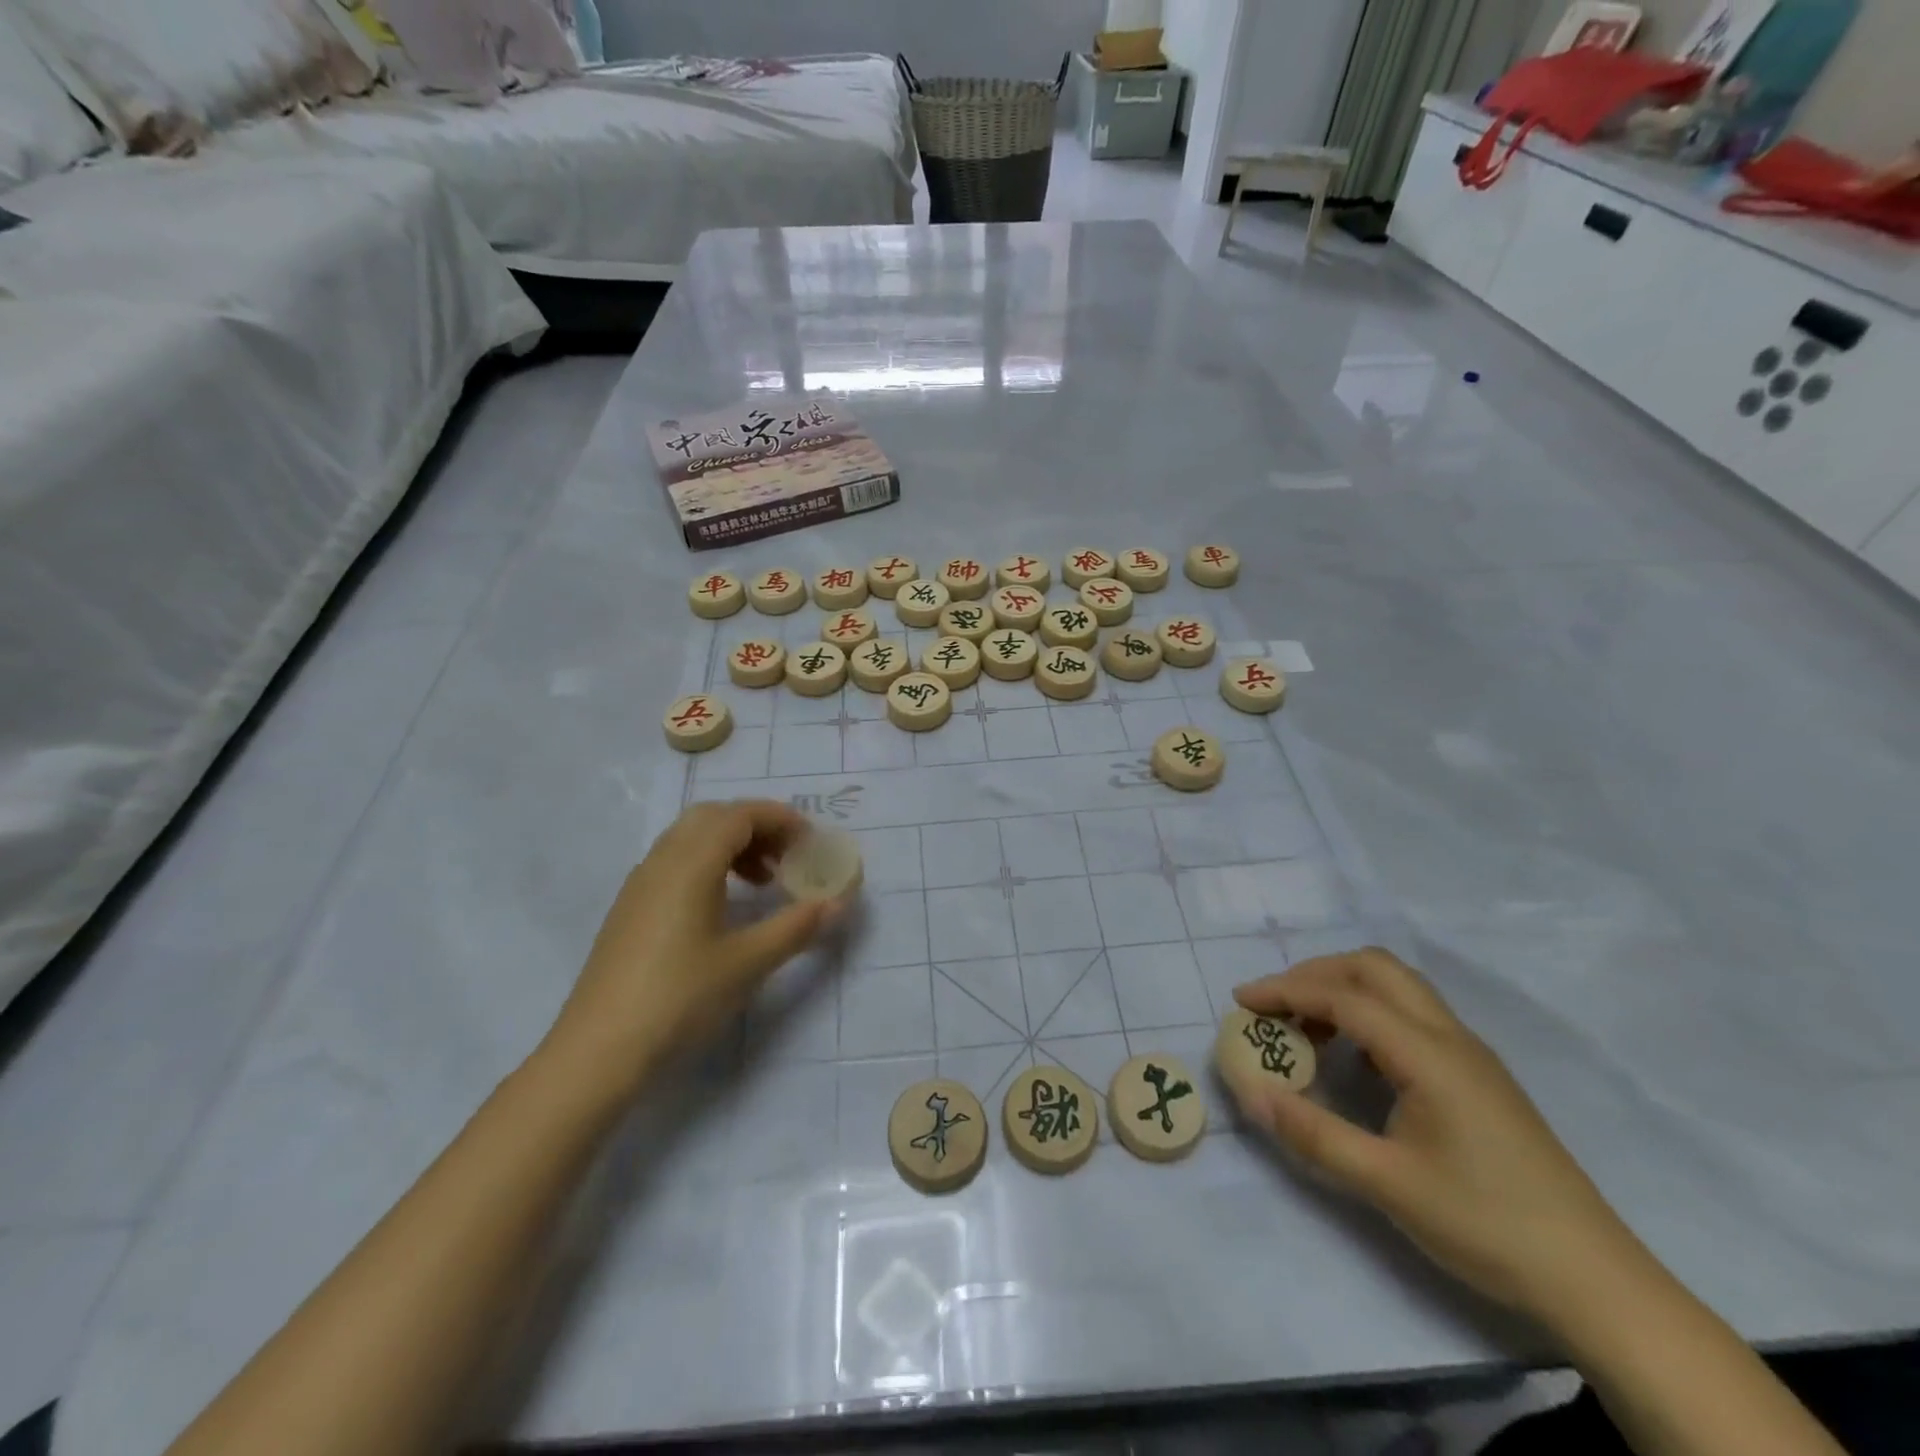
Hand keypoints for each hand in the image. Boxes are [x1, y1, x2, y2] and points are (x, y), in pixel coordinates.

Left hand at [540, 801, 842, 1098]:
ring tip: (763, 882)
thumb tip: (839, 902)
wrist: (598, 1050)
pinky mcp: (630, 908)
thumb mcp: (748, 963)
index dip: (780, 819)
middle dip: (757, 827)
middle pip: (713, 817)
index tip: (812, 841)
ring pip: (691, 838)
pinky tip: (723, 906)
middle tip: (788, 857)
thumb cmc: (680, 998)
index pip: (740, 815)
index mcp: (690, 863)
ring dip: (732, 845)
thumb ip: (797, 926)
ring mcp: (640, 884)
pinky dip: (708, 864)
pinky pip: (675, 861)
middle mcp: (662, 861)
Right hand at [1225, 948, 1639, 1325]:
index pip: (1343, 998)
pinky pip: (1413, 1015)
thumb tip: (1250, 1094)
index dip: (1286, 991)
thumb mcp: (1387, 1184)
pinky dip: (1369, 1013)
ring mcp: (1470, 1053)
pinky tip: (1355, 1058)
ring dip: (1344, 989)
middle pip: (1374, 968)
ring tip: (1307, 1029)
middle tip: (1275, 1005)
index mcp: (1428, 1054)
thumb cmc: (1486, 1224)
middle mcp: (1450, 1037)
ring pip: (1398, 987)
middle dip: (1315, 974)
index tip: (1241, 1001)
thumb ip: (1313, 1133)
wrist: (1595, 1279)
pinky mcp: (1478, 1075)